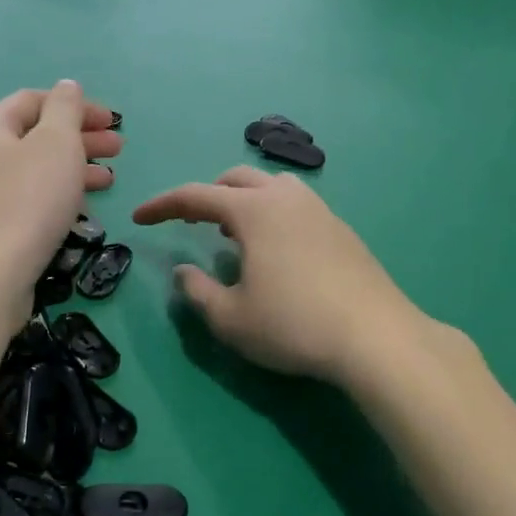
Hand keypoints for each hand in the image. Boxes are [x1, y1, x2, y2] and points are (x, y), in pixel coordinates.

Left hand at [0, 81, 120, 336]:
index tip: (113, 122)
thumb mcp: (56, 144)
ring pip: (33, 171)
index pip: (34, 99)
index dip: (76, 105)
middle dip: (80, 138)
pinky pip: (25, 200)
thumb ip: (65, 110)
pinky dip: (55, 196)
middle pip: (34, 136)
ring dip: (73, 169)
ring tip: (109, 181)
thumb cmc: (26, 203)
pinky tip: (78, 209)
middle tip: (119, 151)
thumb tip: (67, 86)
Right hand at [133, 167, 425, 385]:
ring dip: (242, 200)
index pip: (195, 195)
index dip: (162, 205)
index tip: (139, 218)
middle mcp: (286, 198)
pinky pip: (295, 205)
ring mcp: (319, 210)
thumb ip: (198, 291)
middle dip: (205, 196)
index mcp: (253, 210)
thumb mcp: (231, 318)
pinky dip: (271, 214)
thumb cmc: (293, 325)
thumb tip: (184, 271)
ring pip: (271, 186)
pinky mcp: (341, 229)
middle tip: (189, 223)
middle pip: (235, 179)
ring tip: (232, 232)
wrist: (375, 336)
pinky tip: (275, 249)